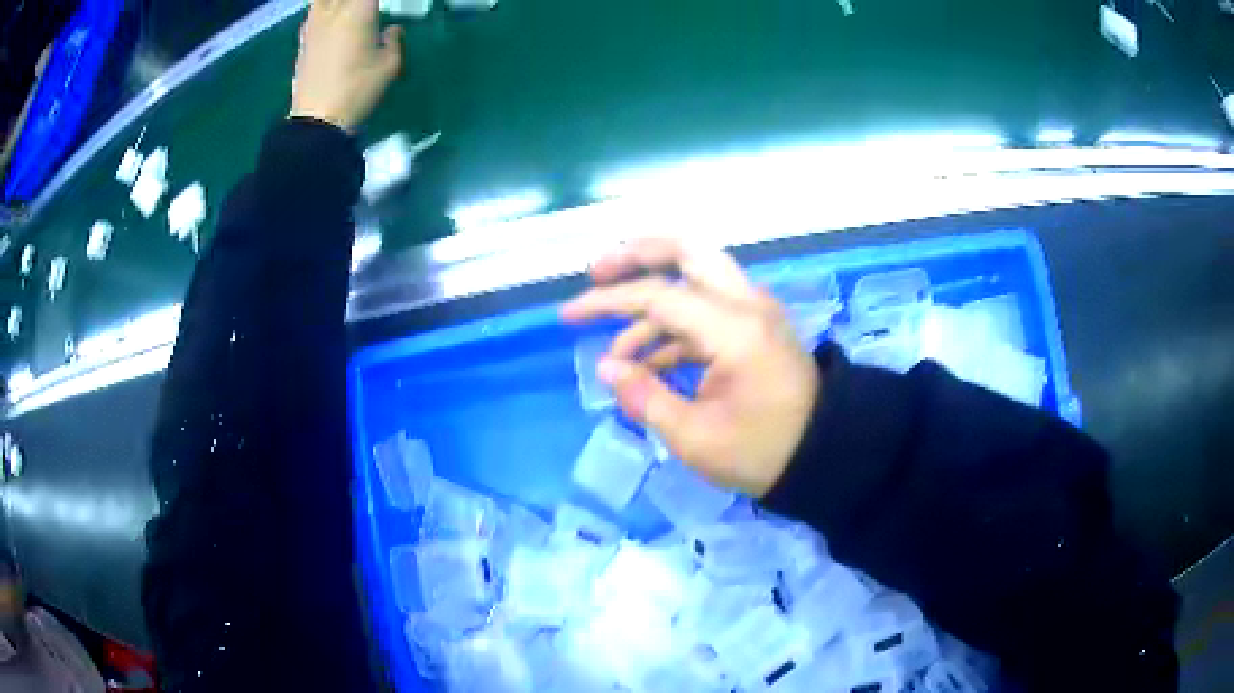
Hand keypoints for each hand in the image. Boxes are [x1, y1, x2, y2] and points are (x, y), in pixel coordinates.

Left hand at [290, 0, 403, 132]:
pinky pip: (314, 12)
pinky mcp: (302, 40)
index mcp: (359, 10)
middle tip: (368, 8)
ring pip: (323, 0)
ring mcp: (314, 25)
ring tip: (348, 10)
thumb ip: (393, 41)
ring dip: (337, 3)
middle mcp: (334, 11)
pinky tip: (331, 19)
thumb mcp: (389, 66)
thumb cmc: (357, 90)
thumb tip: (390, 30)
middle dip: (359, 2)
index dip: (377, 2)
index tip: (384, 7)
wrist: (317, 120)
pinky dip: (324, 10)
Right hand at [562, 239, 820, 497]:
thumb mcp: (696, 437)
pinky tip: (650, 361)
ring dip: (653, 298)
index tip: (568, 316)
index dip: (607, 302)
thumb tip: (607, 368)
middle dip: (636, 254)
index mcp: (733, 329)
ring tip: (618, 348)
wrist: (825, 455)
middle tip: (597, 271)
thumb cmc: (762, 451)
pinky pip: (707, 308)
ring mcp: (755, 311)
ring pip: (697, 274)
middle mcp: (746, 304)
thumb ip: (646, 397)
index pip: (658, 297)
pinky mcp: (756, 326)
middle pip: (686, 250)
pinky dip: (674, 324)